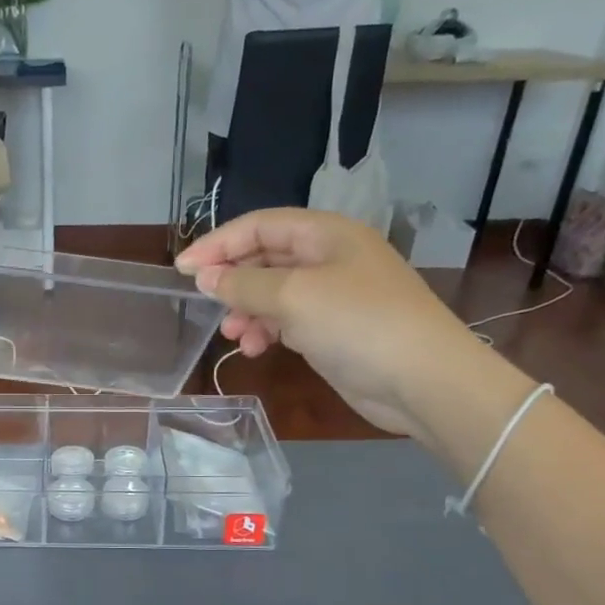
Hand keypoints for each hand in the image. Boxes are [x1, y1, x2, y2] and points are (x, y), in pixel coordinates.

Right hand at [176, 209, 482, 438]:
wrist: (422, 379)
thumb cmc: (357, 323)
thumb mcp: (293, 297)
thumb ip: (244, 284)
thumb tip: (206, 277)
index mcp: (326, 234)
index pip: (260, 225)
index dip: (218, 244)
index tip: (183, 270)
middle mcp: (329, 258)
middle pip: (265, 257)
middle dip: (233, 280)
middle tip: (204, 304)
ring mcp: (334, 295)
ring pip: (273, 292)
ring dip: (247, 310)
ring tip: (233, 334)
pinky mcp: (334, 329)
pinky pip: (287, 320)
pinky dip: (266, 331)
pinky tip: (255, 349)